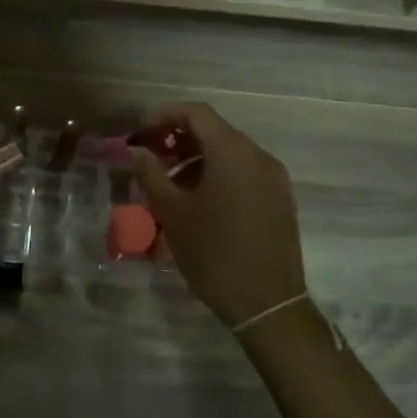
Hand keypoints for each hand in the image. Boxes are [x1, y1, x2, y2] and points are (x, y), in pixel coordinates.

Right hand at [131, 102, 305, 328]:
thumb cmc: (213, 253)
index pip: (196, 112)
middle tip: (150, 161)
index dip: (163, 116)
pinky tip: (198, 202)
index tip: (140, 136)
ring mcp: (274, 178)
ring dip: (195, 159)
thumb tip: (136, 151)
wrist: (267, 304)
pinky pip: (244, 172)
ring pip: (229, 153)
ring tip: (169, 186)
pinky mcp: (280, 199)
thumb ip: (150, 174)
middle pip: (213, 131)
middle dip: (177, 139)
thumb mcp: (172, 212)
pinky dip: (217, 175)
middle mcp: (258, 155)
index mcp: (232, 151)